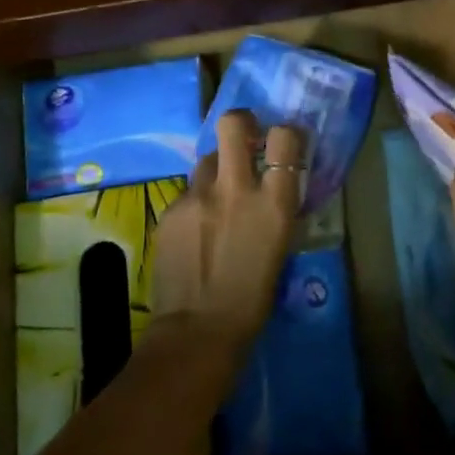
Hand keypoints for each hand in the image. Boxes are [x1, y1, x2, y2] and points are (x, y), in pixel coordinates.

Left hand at [150, 110, 302, 349]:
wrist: (198, 331)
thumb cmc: (253, 298)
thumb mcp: (280, 247)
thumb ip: (275, 208)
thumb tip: (273, 186)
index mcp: (273, 202)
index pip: (285, 138)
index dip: (285, 134)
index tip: (282, 142)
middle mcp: (235, 189)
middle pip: (233, 124)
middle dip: (241, 124)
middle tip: (245, 140)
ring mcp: (197, 197)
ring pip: (206, 159)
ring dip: (217, 168)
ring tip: (217, 196)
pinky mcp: (169, 210)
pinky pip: (187, 192)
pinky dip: (195, 202)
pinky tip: (195, 231)